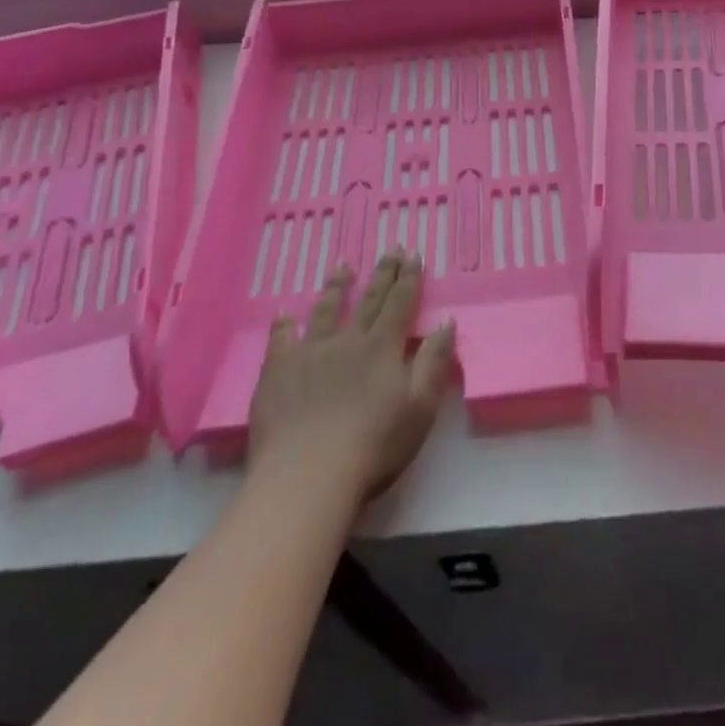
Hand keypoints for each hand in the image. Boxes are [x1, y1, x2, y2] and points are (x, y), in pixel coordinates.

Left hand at [247, 251, 456, 506]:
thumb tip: (446, 321)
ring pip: (326, 311)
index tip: (413, 254)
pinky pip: (281, 340)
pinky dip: (283, 325)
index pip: (400, 304)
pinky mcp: (278, 372)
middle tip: (390, 248)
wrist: (307, 477)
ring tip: (343, 266)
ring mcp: (310, 353)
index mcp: (383, 348)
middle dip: (383, 273)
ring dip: (337, 287)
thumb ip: (434, 362)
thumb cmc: (374, 447)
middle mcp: (348, 341)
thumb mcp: (420, 407)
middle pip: (369, 300)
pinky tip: (283, 314)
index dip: (408, 278)